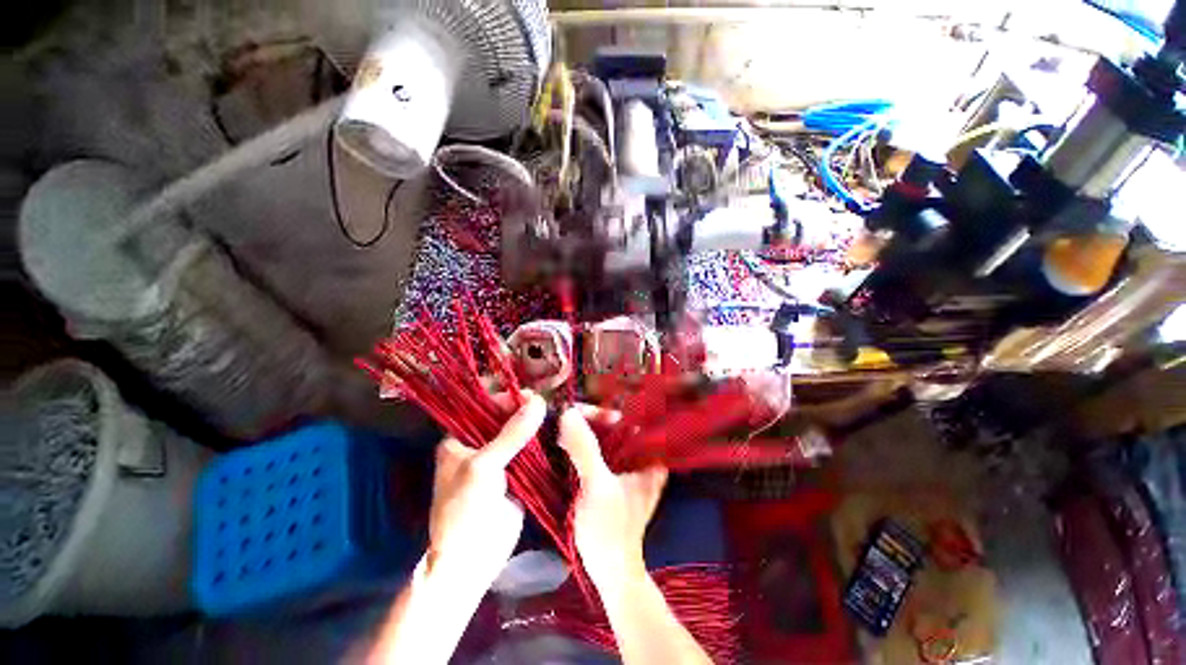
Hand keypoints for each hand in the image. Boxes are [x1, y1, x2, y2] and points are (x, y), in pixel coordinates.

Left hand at [428, 391, 546, 584]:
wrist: (472, 560)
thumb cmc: (465, 508)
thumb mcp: (484, 466)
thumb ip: (512, 433)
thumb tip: (538, 401)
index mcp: (460, 439)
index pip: (483, 407)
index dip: (504, 397)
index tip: (528, 394)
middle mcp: (479, 444)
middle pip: (504, 418)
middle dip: (524, 409)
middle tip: (547, 404)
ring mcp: (500, 459)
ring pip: (520, 433)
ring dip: (535, 425)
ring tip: (555, 414)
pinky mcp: (517, 473)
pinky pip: (531, 451)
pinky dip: (542, 442)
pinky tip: (557, 433)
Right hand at [558, 407, 667, 584]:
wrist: (609, 572)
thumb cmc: (610, 531)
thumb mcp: (597, 486)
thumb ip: (584, 449)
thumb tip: (567, 413)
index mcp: (648, 456)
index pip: (626, 419)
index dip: (600, 412)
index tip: (574, 411)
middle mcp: (639, 456)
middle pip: (612, 426)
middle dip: (587, 420)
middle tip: (561, 417)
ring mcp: (623, 466)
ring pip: (601, 438)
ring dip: (581, 432)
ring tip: (558, 426)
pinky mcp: (609, 475)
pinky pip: (594, 451)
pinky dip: (579, 445)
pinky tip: (562, 442)